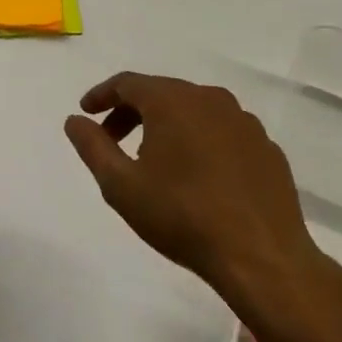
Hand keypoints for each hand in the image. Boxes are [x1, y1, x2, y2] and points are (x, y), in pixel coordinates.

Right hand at [64, 72, 337, 337]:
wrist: (262, 258)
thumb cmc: (181, 216)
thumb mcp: (120, 185)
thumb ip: (92, 146)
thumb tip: (74, 120)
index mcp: (172, 101)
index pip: (128, 83)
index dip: (101, 95)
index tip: (86, 112)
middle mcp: (210, 99)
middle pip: (161, 93)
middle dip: (131, 112)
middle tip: (112, 140)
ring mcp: (244, 122)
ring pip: (194, 111)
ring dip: (167, 126)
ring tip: (153, 160)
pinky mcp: (267, 148)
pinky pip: (222, 132)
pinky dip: (200, 142)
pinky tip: (196, 175)